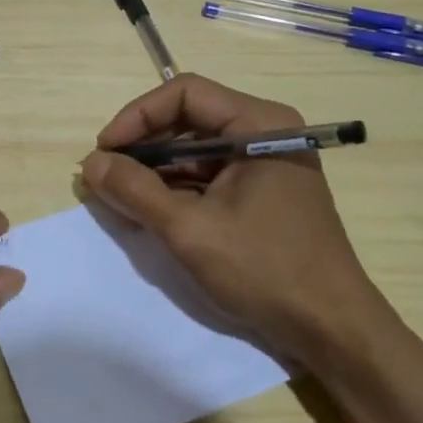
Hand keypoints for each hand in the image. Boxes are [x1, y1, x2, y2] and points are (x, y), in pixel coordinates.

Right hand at [80, 74, 390, 364]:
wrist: (331, 328)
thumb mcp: (190, 229)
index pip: (185, 93)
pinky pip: (209, 176)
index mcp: (259, 124)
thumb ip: (136, 191)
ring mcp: (266, 163)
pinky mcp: (262, 192)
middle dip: (143, 147)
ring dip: (156, 171)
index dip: (137, 116)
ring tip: (120, 198)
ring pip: (196, 150)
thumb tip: (90, 164)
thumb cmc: (265, 269)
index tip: (105, 151)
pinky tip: (150, 212)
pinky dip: (177, 190)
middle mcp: (265, 132)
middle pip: (189, 119)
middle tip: (105, 177)